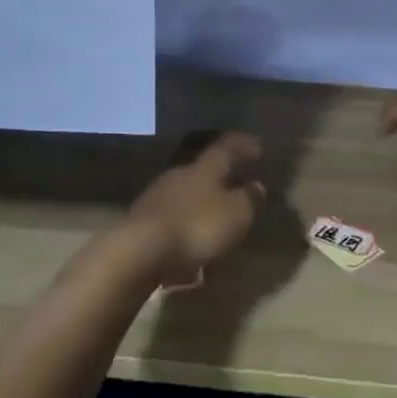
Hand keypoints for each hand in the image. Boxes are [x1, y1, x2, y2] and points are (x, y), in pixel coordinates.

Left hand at [127, 132, 265, 276]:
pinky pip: (172, 217)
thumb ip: (248, 199)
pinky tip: (191, 241)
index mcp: (205, 168)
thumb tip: (256, 186)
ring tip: (214, 218)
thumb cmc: (196, 226)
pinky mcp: (142, 221)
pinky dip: (185, 224)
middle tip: (237, 184)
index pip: (227, 148)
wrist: (139, 251)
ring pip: (186, 193)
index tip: (257, 147)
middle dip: (220, 177)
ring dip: (201, 202)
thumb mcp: (235, 215)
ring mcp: (157, 196)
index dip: (243, 146)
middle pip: (204, 170)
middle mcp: (180, 175)